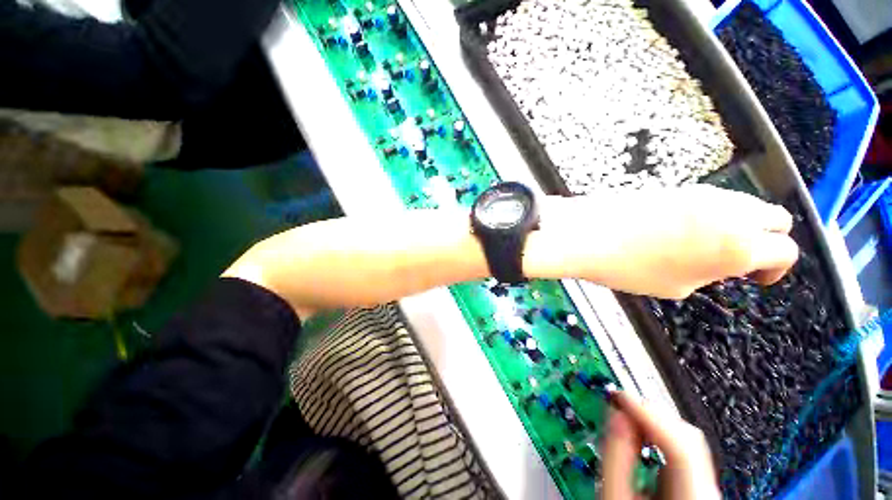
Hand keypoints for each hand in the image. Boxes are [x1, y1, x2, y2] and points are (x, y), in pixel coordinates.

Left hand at [540, 185, 798, 298]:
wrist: (588, 233)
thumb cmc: (628, 268)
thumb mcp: (676, 286)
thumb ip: (709, 272)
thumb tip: (716, 263)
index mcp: (740, 244)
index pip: (785, 251)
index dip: (775, 270)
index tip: (756, 279)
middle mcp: (731, 211)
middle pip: (774, 218)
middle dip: (765, 240)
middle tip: (735, 260)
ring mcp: (703, 193)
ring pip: (743, 204)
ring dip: (738, 224)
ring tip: (705, 245)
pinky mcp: (678, 186)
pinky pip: (710, 200)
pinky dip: (711, 214)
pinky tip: (682, 229)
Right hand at [601, 392, 719, 499]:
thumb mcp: (615, 498)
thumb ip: (616, 456)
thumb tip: (616, 413)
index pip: (681, 444)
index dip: (648, 413)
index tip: (619, 396)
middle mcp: (708, 494)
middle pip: (688, 439)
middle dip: (650, 416)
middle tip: (620, 404)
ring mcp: (706, 491)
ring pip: (687, 443)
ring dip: (654, 425)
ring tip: (626, 418)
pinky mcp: (698, 489)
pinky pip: (684, 454)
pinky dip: (660, 439)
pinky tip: (642, 438)